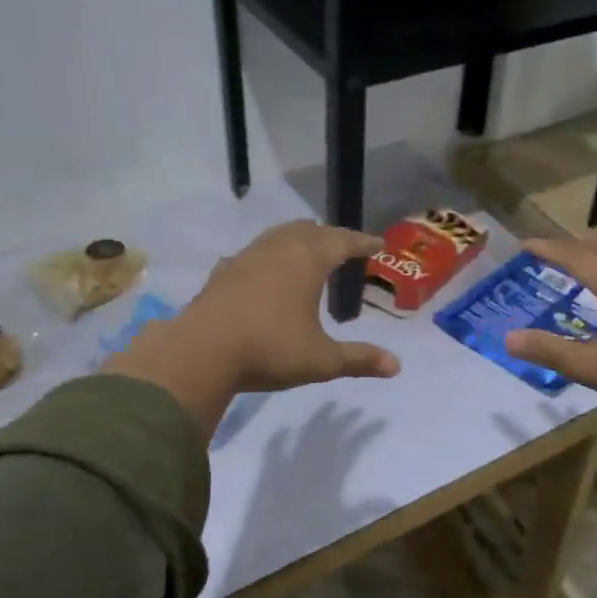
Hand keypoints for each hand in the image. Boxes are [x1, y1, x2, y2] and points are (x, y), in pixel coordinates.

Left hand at [104, 221, 399, 438]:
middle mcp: (276, 250)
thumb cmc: (270, 349)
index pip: (342, 241)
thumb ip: (359, 360)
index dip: (362, 242)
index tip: (378, 244)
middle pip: (308, 230)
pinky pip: (252, 254)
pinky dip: (268, 257)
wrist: (200, 352)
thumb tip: (396, 367)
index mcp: (306, 260)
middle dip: (329, 235)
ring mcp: (244, 259)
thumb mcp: (321, 360)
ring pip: (276, 236)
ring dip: (296, 240)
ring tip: (306, 252)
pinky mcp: (221, 274)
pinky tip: (263, 272)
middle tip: (343, 246)